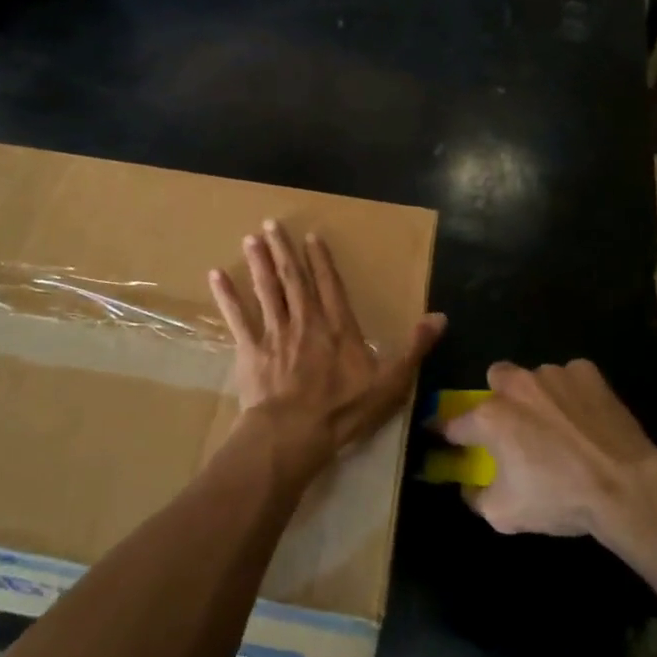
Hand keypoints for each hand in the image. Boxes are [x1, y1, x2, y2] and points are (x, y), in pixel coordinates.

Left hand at [209, 221, 445, 479]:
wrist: (295, 433)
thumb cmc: (344, 409)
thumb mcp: (391, 382)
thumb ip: (415, 347)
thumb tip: (441, 317)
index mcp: (337, 326)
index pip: (329, 285)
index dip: (321, 260)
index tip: (311, 236)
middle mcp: (306, 321)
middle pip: (293, 279)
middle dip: (283, 250)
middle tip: (272, 224)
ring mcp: (275, 333)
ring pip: (266, 290)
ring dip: (258, 263)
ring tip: (250, 238)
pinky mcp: (251, 350)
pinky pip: (238, 318)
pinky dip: (227, 297)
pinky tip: (216, 276)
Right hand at [438, 360, 656, 538]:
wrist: (626, 486)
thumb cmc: (560, 499)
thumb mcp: (505, 515)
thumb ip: (476, 497)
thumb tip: (469, 487)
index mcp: (490, 417)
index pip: (454, 422)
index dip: (447, 432)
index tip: (446, 437)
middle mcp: (515, 386)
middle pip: (495, 379)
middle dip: (498, 397)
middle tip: (514, 426)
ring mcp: (552, 374)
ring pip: (534, 378)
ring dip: (538, 396)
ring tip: (558, 426)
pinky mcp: (586, 372)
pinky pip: (570, 378)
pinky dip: (572, 394)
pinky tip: (585, 418)